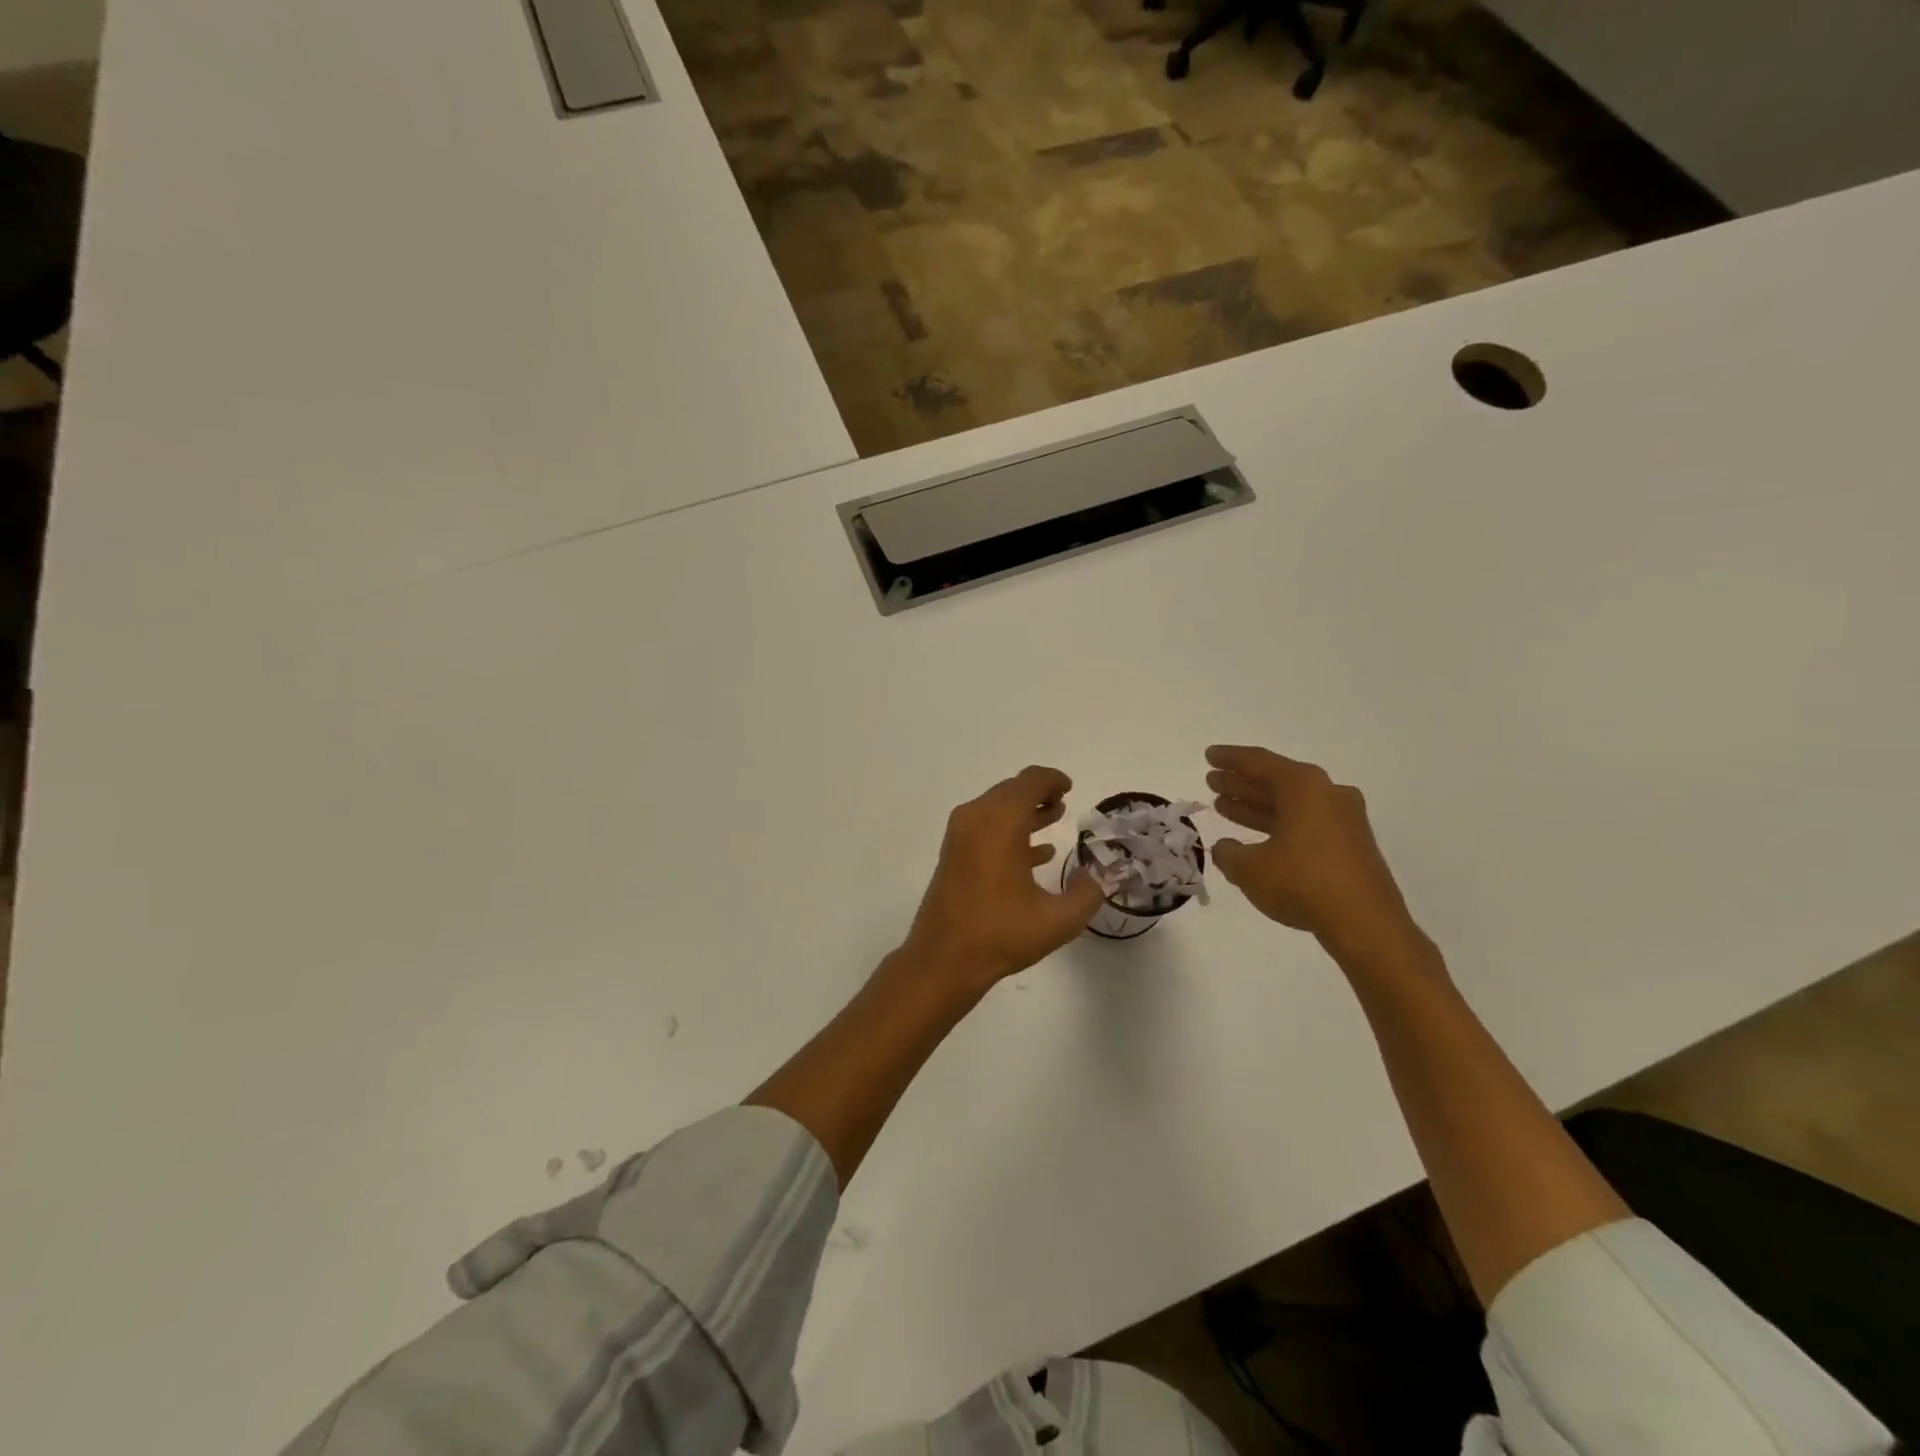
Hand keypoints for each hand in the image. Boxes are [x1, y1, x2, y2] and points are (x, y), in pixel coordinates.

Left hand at [902, 765, 1106, 989]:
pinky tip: (1034, 853)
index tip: (1070, 788)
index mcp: (1000, 823)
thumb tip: (1098, 875)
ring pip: (996, 808)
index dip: (1052, 780)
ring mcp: (960, 836)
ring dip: (1025, 811)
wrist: (943, 959)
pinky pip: (985, 828)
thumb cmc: (1000, 934)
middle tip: (1064, 804)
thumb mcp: (1058, 920)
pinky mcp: (953, 854)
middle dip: (1039, 793)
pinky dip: (1009, 830)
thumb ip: (1088, 893)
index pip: (1029, 782)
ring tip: (1053, 819)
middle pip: (1010, 790)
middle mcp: (976, 819)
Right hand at [1205, 745, 1424, 965]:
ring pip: (1291, 804)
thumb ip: (1229, 853)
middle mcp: (1328, 794)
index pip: (1260, 762)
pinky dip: (1278, 825)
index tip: (1209, 756)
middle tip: (1213, 782)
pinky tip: (1256, 839)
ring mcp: (1344, 820)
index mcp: (1304, 787)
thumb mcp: (1250, 869)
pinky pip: (1305, 823)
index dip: (1230, 758)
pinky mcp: (1350, 845)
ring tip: (1224, 807)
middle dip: (1242, 783)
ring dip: (1257, 805)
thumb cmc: (1303, 883)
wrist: (1366, 924)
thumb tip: (1226, 848)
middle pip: (1277, 781)